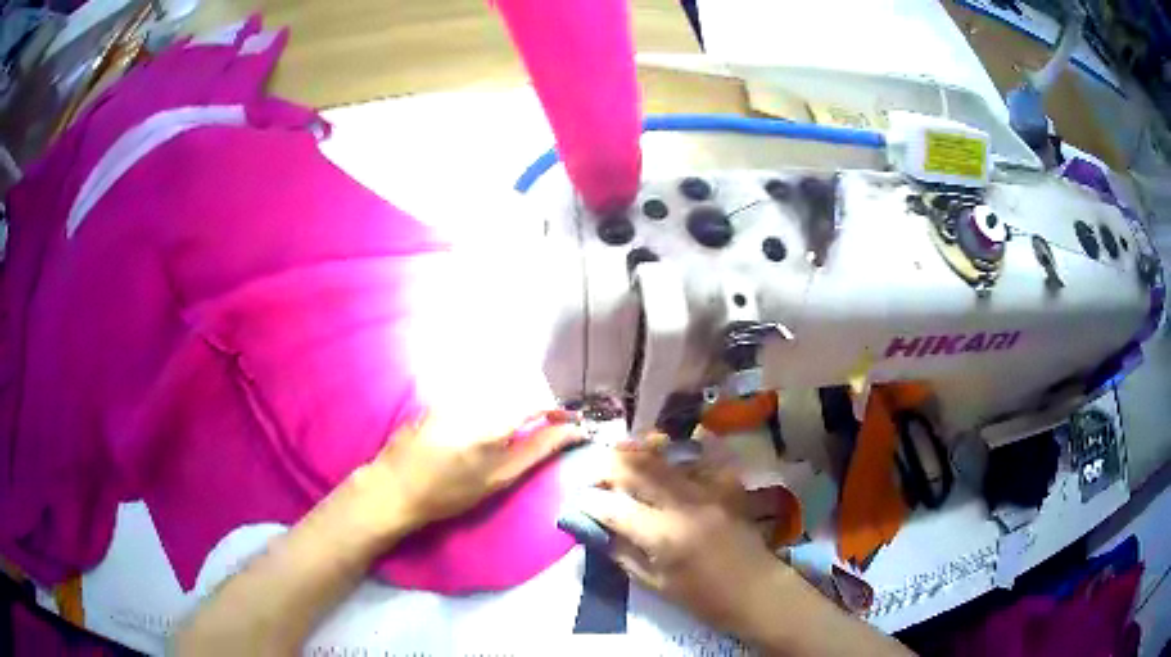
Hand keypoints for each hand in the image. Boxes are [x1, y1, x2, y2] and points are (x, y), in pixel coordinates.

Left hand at [352, 408, 584, 540]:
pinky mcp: (441, 394)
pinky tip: (485, 425)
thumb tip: (571, 431)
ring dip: (515, 400)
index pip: (537, 400)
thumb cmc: (449, 492)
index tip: (568, 423)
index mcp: (491, 420)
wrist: (396, 487)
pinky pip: (478, 387)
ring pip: (499, 385)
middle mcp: (475, 397)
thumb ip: (537, 450)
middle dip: (536, 404)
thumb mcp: (498, 478)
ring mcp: (454, 392)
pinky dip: (493, 398)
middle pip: (519, 386)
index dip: (557, 410)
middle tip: (543, 427)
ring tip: (516, 426)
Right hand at [578, 445, 784, 634]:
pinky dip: (677, 452)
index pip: (614, 508)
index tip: (579, 499)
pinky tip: (666, 453)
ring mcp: (708, 490)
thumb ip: (623, 554)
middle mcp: (683, 504)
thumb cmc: (704, 598)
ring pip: (664, 457)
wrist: (756, 590)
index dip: (591, 501)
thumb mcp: (655, 585)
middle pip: (636, 470)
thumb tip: (597, 530)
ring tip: (620, 453)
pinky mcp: (726, 485)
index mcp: (663, 535)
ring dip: (637, 452)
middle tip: (595, 471)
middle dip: (608, 466)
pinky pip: (698, 457)